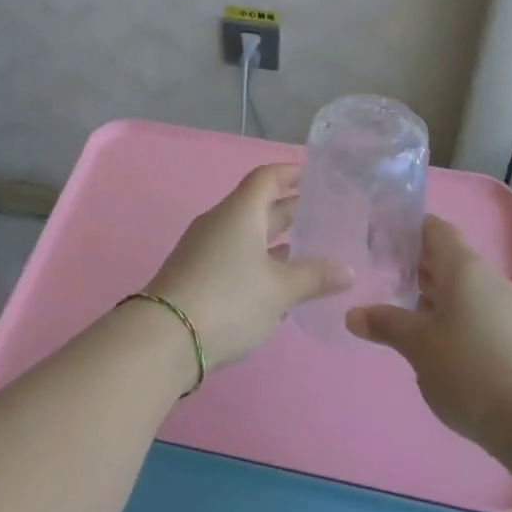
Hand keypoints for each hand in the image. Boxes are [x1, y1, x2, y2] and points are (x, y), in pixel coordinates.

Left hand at [149, 165, 350, 371]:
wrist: (164, 338)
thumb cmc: (229, 299)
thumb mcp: (279, 290)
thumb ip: (314, 277)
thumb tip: (347, 269)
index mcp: (240, 211)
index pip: (268, 177)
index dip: (292, 173)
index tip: (318, 176)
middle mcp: (221, 221)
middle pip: (259, 205)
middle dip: (292, 209)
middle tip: (326, 215)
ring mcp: (205, 248)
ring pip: (248, 233)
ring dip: (277, 239)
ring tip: (311, 249)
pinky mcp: (197, 274)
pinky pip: (236, 255)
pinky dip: (260, 260)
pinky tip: (280, 281)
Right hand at [346, 216, 511, 447]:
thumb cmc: (469, 368)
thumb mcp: (418, 346)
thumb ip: (386, 324)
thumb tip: (353, 314)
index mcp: (463, 268)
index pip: (434, 229)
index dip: (407, 229)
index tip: (380, 241)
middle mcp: (486, 278)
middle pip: (447, 257)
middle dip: (415, 265)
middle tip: (382, 277)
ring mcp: (504, 306)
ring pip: (461, 287)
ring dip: (432, 294)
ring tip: (402, 312)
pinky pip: (475, 310)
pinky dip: (451, 315)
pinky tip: (435, 343)